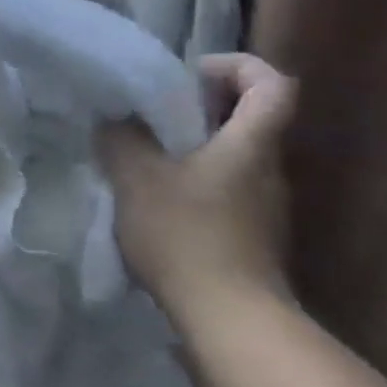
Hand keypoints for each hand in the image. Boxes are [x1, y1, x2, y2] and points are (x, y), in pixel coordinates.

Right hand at [96, 53, 297, 320]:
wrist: (230, 320)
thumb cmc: (187, 235)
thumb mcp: (137, 177)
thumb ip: (122, 138)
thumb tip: (115, 117)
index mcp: (251, 144)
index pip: (272, 84)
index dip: (238, 66)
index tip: (191, 74)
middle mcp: (269, 170)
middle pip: (252, 118)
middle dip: (204, 106)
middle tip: (155, 114)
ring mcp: (266, 208)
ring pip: (237, 156)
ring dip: (197, 147)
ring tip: (147, 157)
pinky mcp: (254, 238)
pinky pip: (228, 190)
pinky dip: (197, 182)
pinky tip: (159, 201)